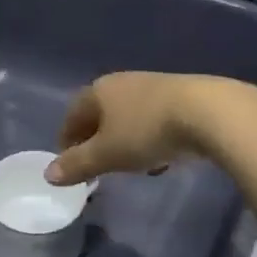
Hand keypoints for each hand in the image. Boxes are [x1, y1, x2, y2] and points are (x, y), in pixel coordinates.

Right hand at [45, 72, 220, 184]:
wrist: (208, 112)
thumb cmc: (146, 131)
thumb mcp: (107, 154)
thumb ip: (77, 164)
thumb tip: (48, 174)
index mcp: (98, 91)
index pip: (72, 115)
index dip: (66, 139)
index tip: (68, 163)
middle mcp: (121, 82)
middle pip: (100, 113)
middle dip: (96, 140)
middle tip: (96, 165)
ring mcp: (152, 86)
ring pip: (128, 116)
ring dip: (124, 140)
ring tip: (129, 167)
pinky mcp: (180, 96)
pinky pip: (153, 119)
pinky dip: (148, 138)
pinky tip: (161, 159)